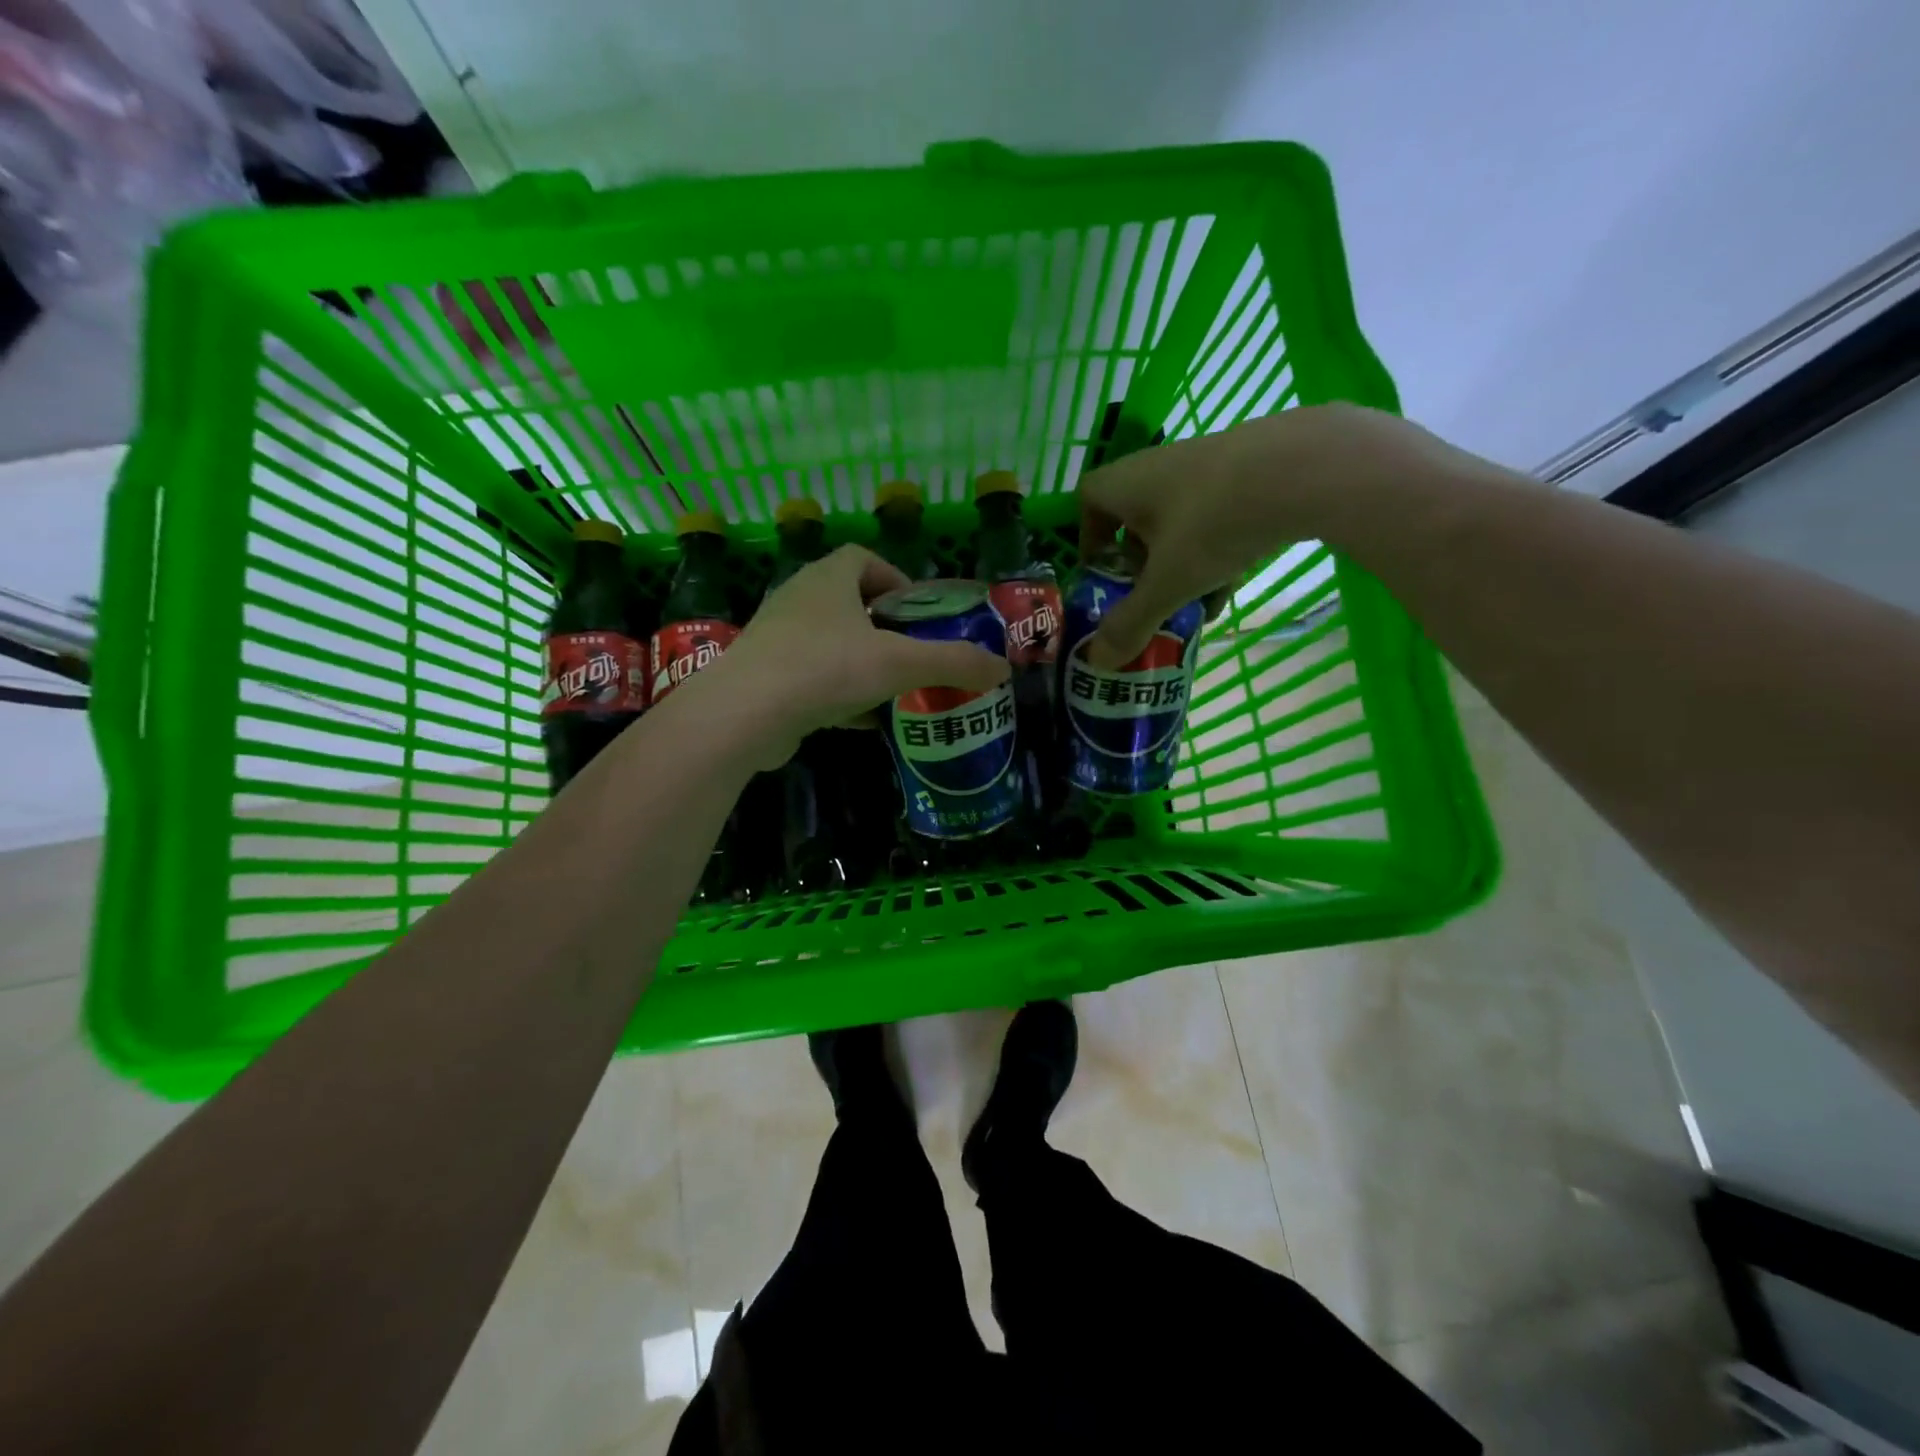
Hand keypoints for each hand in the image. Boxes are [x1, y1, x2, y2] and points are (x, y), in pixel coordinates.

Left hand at [709, 545, 1009, 765]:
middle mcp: (798, 599)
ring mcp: (776, 638)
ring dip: (861, 661)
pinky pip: (810, 676)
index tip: (918, 613)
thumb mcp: (900, 663)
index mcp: (828, 578)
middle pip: (848, 601)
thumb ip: (953, 662)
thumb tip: (1002, 667)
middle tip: (911, 653)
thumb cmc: (825, 668)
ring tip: (892, 688)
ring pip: (829, 642)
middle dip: (883, 626)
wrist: (744, 714)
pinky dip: (838, 692)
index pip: (864, 558)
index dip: (896, 579)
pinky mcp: (764, 676)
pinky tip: (861, 721)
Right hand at [1076, 403, 1474, 664]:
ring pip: (1181, 521)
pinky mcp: (1251, 468)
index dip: (1089, 537)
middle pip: (1136, 515)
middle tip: (1148, 596)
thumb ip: (1132, 622)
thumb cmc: (1215, 522)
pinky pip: (1219, 514)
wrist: (1310, 467)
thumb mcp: (1169, 582)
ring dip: (1181, 563)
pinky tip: (1232, 585)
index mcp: (1129, 482)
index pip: (1089, 499)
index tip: (1102, 572)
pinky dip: (1217, 549)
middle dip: (1139, 561)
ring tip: (1193, 604)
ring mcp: (1209, 463)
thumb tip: (1097, 664)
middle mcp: (1162, 465)